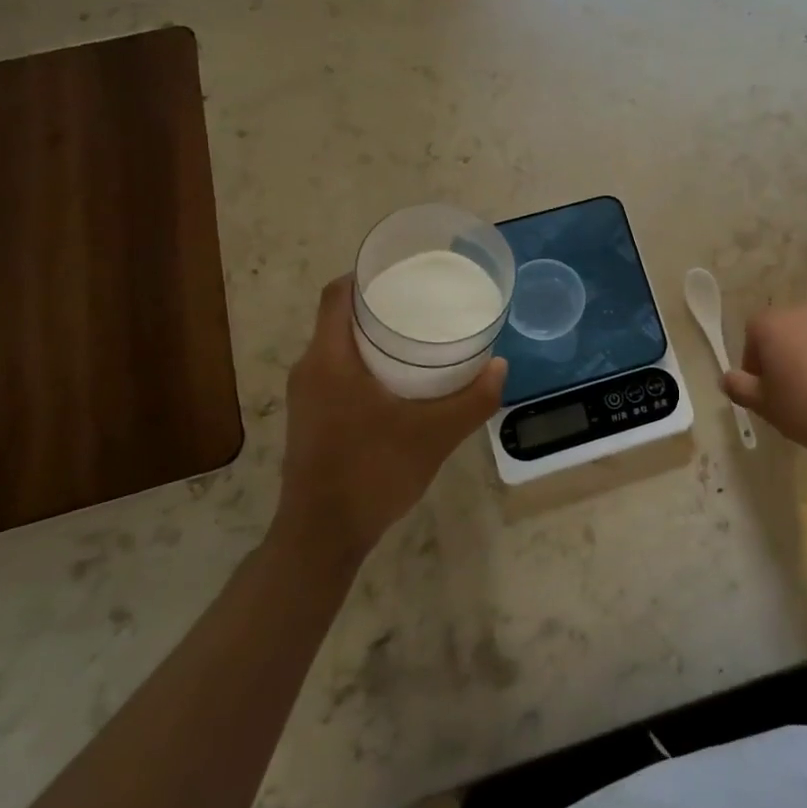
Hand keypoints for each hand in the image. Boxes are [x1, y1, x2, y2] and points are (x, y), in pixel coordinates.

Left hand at [271, 277, 505, 568]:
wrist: (321, 537)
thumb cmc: (372, 473)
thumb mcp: (434, 435)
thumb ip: (472, 400)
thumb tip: (500, 366)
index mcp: (329, 360)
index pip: (336, 295)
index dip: (365, 275)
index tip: (403, 270)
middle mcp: (309, 370)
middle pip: (338, 317)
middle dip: (379, 304)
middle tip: (423, 302)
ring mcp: (306, 396)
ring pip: (338, 346)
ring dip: (371, 336)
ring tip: (417, 335)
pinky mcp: (310, 418)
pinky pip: (336, 371)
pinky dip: (364, 362)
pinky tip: (399, 379)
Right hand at [724, 300, 806, 459]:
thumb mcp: (764, 404)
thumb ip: (739, 387)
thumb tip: (726, 377)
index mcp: (771, 323)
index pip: (751, 337)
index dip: (755, 365)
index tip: (765, 390)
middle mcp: (801, 309)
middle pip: (782, 331)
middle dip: (781, 355)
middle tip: (789, 389)